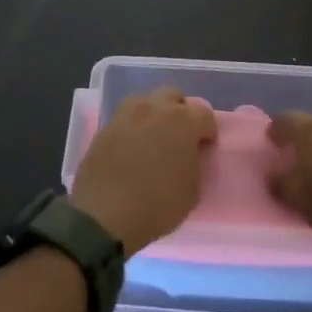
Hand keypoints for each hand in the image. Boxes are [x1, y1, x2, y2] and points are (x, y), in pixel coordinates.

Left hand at [72, 87, 217, 254]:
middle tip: (180, 136)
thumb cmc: (157, 205)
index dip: (207, 131)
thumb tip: (186, 156)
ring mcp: (126, 114)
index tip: (204, 147)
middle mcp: (154, 108)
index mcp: (182, 120)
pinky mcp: (105, 127)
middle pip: (173, 96)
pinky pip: (125, 118)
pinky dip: (133, 127)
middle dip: (180, 111)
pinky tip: (132, 148)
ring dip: (154, 114)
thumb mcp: (192, 191)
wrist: (104, 215)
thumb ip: (193, 163)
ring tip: (154, 138)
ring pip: (146, 101)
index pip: (204, 113)